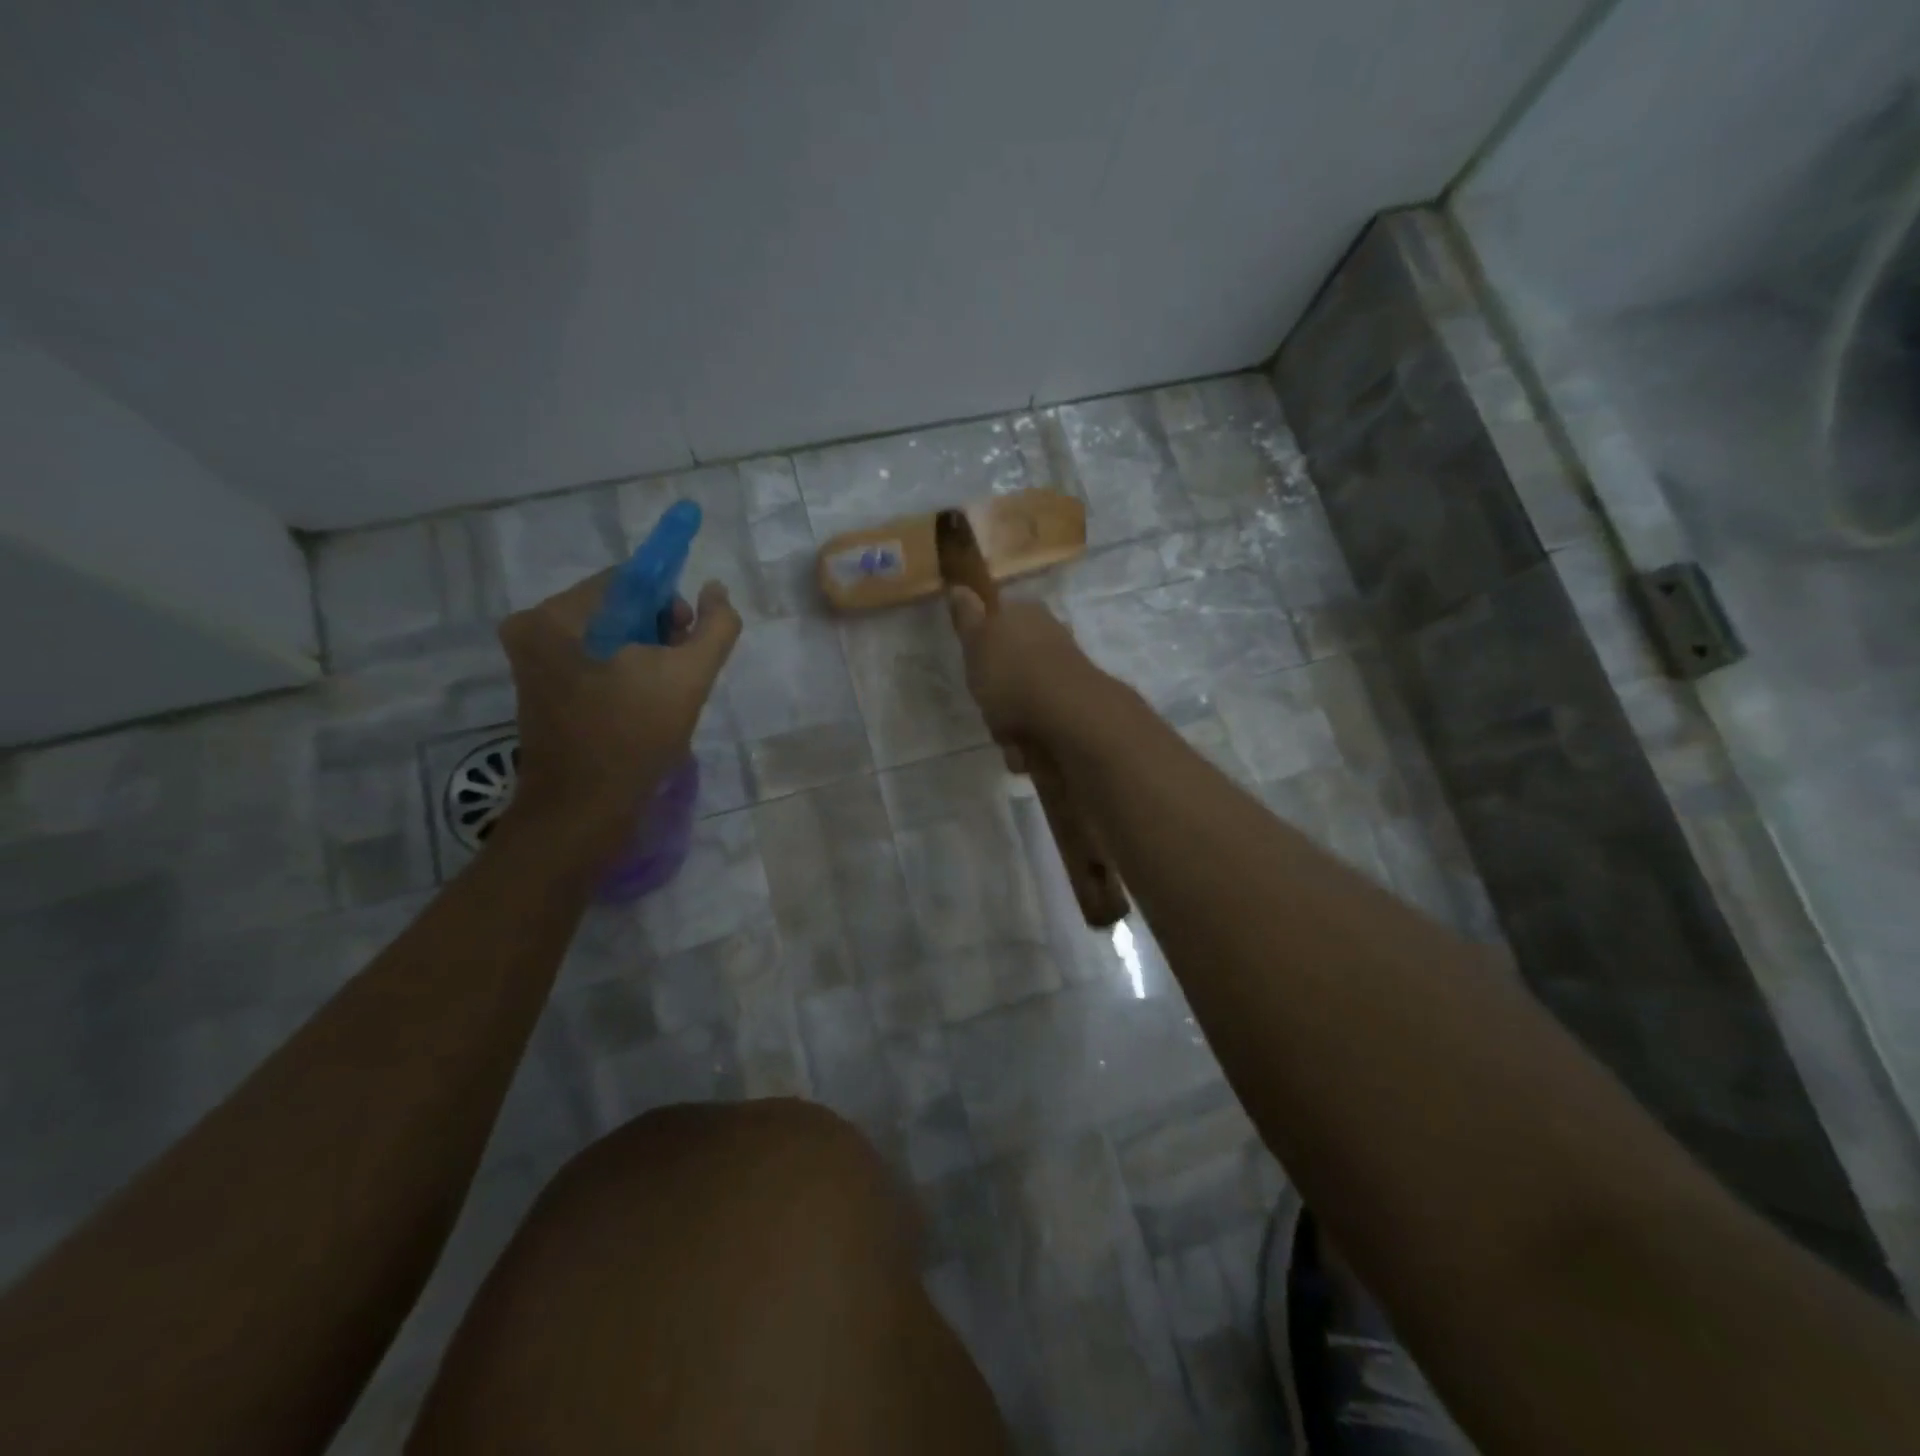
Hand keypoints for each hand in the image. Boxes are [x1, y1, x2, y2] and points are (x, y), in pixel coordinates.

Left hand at [497, 572, 741, 864]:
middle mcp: (532, 633)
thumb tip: (716, 589)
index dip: (669, 604)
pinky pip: (594, 666)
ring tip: (665, 696)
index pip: (627, 582)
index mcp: (553, 617)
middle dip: (658, 634)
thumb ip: (715, 627)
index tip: (688, 641)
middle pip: (616, 610)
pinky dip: (624, 678)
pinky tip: (644, 708)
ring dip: (645, 658)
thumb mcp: (689, 676)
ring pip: (608, 640)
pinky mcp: (542, 696)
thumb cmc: (633, 737)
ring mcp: (532, 667)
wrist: (584, 813)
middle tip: (680, 673)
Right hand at [946, 588, 1106, 767]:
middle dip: (996, 693)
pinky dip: (1030, 743)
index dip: (983, 645)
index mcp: (1029, 615)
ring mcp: (1066, 679)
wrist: (1069, 719)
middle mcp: (1052, 641)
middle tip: (988, 703)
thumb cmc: (1013, 673)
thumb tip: (959, 586)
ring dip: (1011, 724)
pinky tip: (1027, 749)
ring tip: (1009, 734)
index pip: (1000, 620)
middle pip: (1011, 668)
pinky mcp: (1075, 714)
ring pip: (1024, 702)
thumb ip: (967, 617)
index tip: (974, 665)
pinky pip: (1040, 730)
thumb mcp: (977, 640)